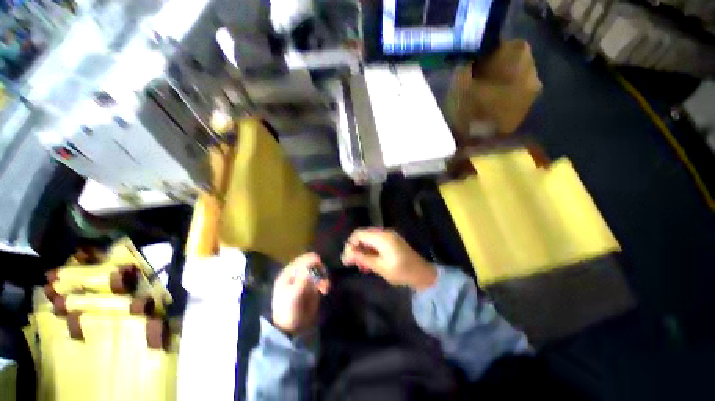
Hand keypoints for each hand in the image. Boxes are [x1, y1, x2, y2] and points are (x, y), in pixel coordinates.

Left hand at [271, 252, 329, 335]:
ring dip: (324, 276)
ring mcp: (306, 278)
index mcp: (290, 271)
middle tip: (323, 281)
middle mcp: (298, 272)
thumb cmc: (288, 310)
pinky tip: (325, 290)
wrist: (291, 329)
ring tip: (325, 288)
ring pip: (319, 269)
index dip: (315, 263)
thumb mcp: (294, 294)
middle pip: (314, 262)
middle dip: (321, 270)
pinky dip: (325, 282)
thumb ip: (303, 277)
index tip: (321, 272)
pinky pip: (321, 278)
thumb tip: (314, 263)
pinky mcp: (312, 285)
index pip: (305, 258)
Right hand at [341, 228, 436, 290]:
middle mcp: (385, 232)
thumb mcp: (380, 267)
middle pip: (363, 235)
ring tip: (361, 265)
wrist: (422, 274)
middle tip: (353, 263)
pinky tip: (369, 262)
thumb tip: (347, 253)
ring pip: (369, 239)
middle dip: (356, 248)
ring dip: (363, 250)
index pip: (359, 234)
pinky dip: (370, 250)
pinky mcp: (391, 240)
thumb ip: (363, 258)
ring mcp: (389, 236)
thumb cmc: (401, 272)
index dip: (350, 244)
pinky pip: (376, 242)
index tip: (346, 258)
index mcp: (382, 237)